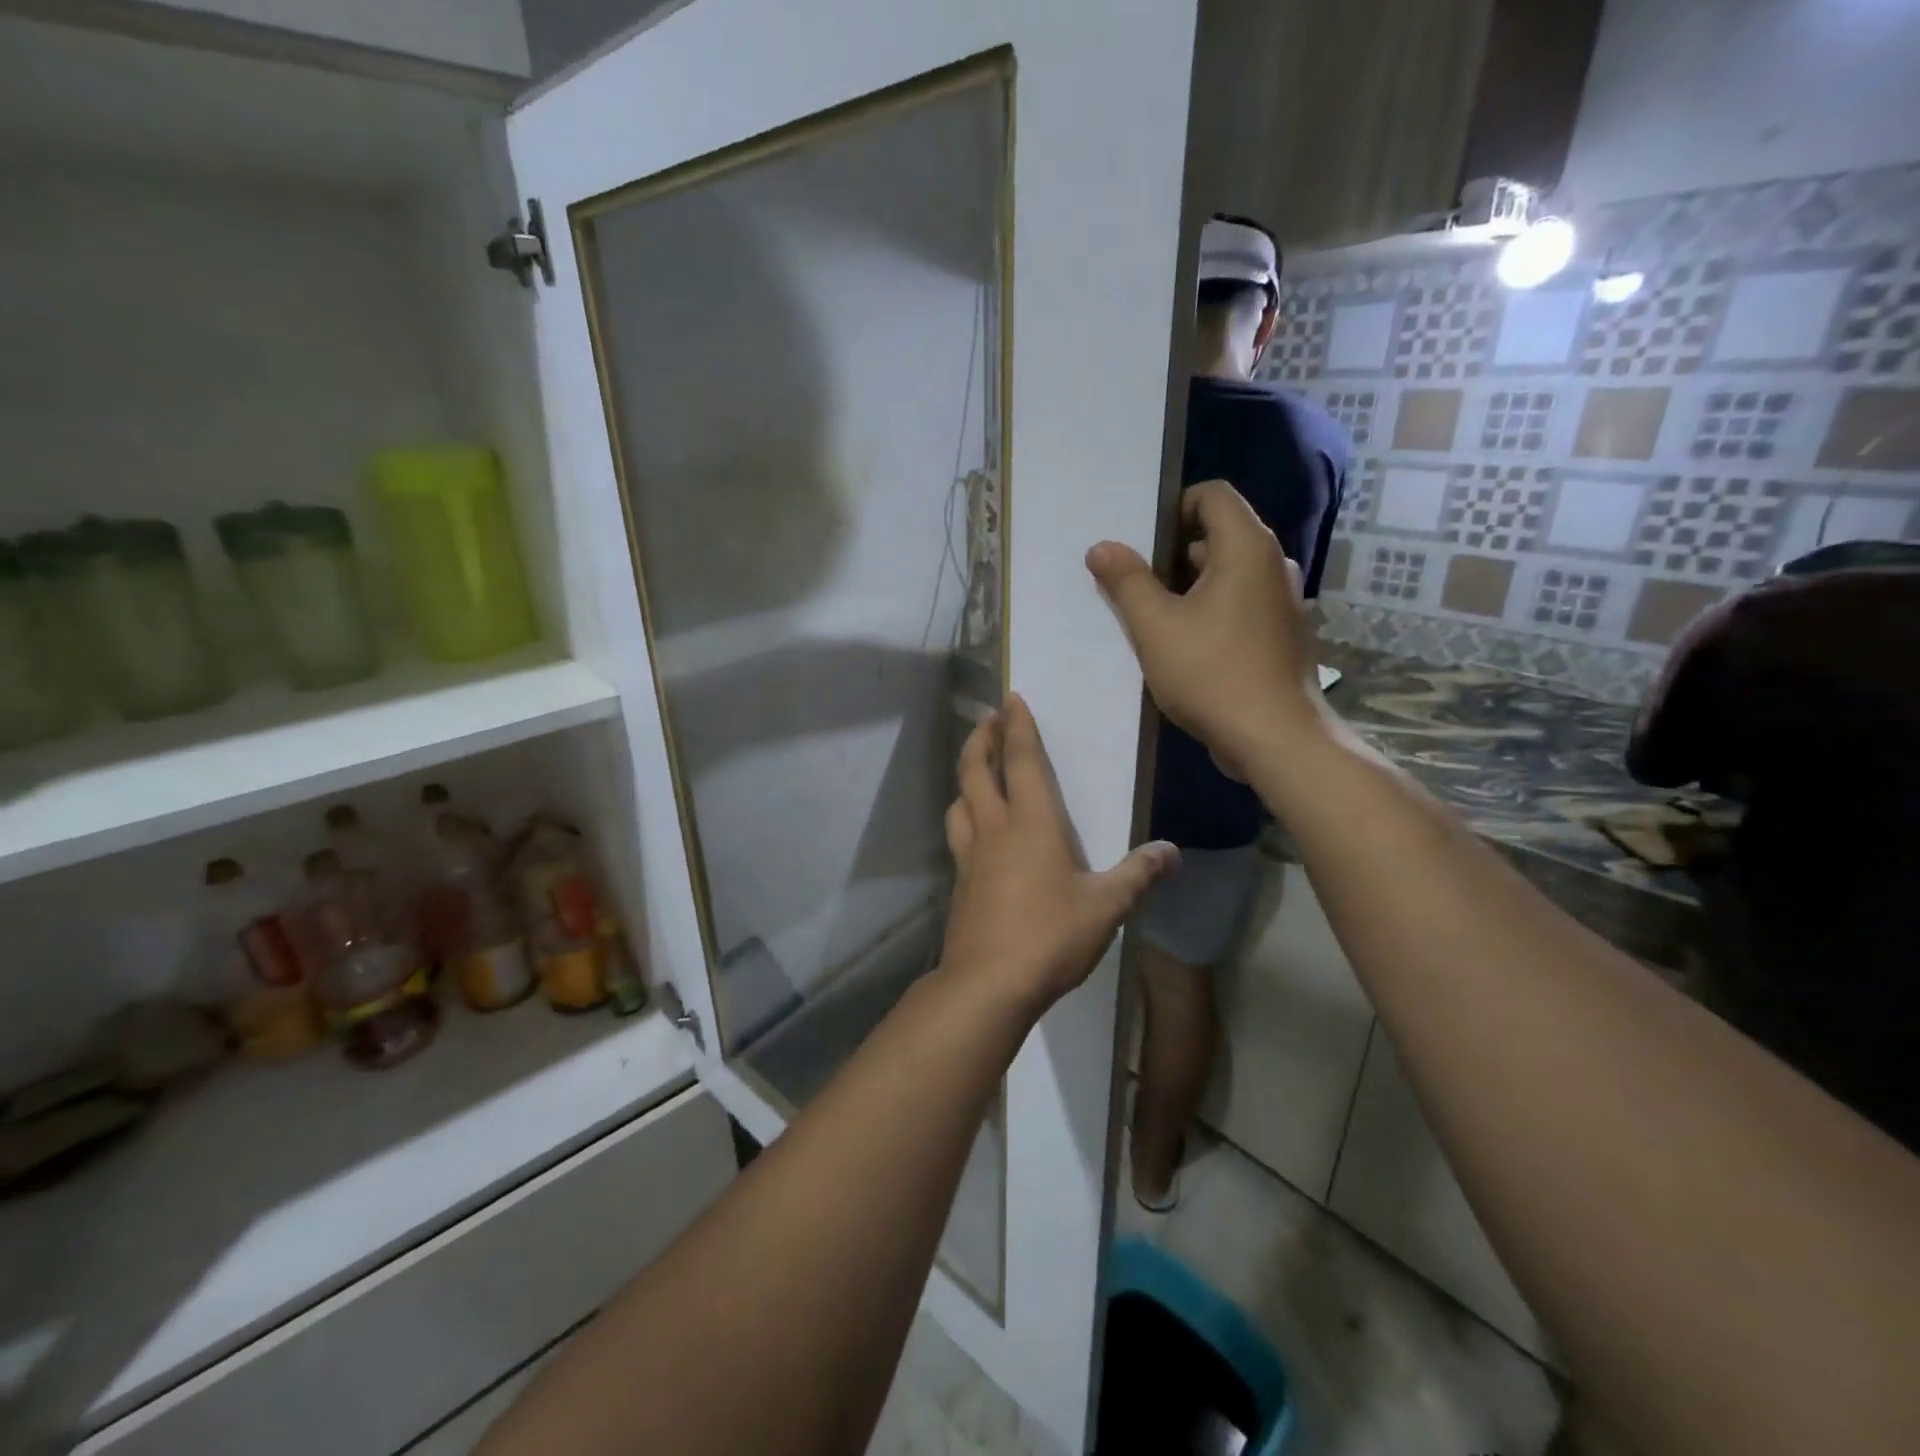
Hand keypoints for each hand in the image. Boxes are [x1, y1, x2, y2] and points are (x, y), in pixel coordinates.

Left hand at [940, 696, 1176, 1011]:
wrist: (988, 983)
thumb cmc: (1050, 936)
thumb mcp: (1106, 907)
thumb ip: (1138, 875)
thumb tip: (1172, 852)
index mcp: (1032, 824)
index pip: (1021, 761)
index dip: (1017, 728)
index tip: (1011, 700)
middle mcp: (995, 829)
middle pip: (976, 770)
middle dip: (981, 739)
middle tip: (987, 719)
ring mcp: (970, 856)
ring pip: (959, 801)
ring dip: (966, 776)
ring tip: (975, 770)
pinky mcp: (960, 882)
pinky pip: (958, 835)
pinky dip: (962, 816)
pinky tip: (974, 831)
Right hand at [1085, 481, 1325, 776]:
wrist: (1276, 739)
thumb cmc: (1213, 673)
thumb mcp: (1155, 626)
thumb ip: (1126, 581)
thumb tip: (1101, 547)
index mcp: (1247, 547)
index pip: (1212, 495)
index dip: (1172, 509)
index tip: (1140, 545)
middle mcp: (1273, 564)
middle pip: (1217, 534)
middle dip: (1172, 554)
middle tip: (1135, 585)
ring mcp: (1282, 600)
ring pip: (1227, 574)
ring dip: (1188, 588)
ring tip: (1152, 619)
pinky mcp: (1281, 633)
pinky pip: (1240, 604)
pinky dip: (1210, 611)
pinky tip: (1184, 646)